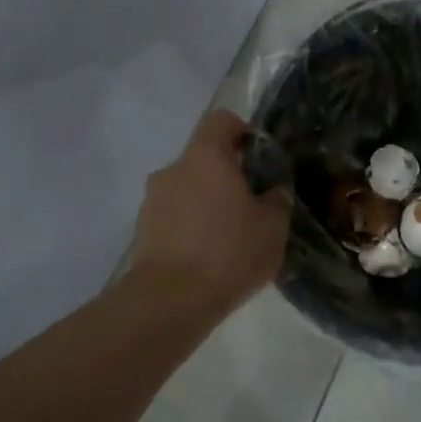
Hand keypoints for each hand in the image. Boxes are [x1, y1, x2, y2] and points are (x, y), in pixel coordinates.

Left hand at [130, 110, 291, 314]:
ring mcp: (153, 201)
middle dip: (227, 175)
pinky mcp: (143, 231)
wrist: (171, 301)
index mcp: (206, 156)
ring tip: (230, 235)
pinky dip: (191, 226)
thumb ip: (277, 200)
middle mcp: (174, 169)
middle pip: (203, 157)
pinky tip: (209, 255)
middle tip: (252, 202)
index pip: (222, 120)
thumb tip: (273, 193)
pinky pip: (175, 216)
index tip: (258, 156)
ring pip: (188, 188)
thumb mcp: (273, 226)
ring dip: (207, 202)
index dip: (242, 131)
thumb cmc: (228, 251)